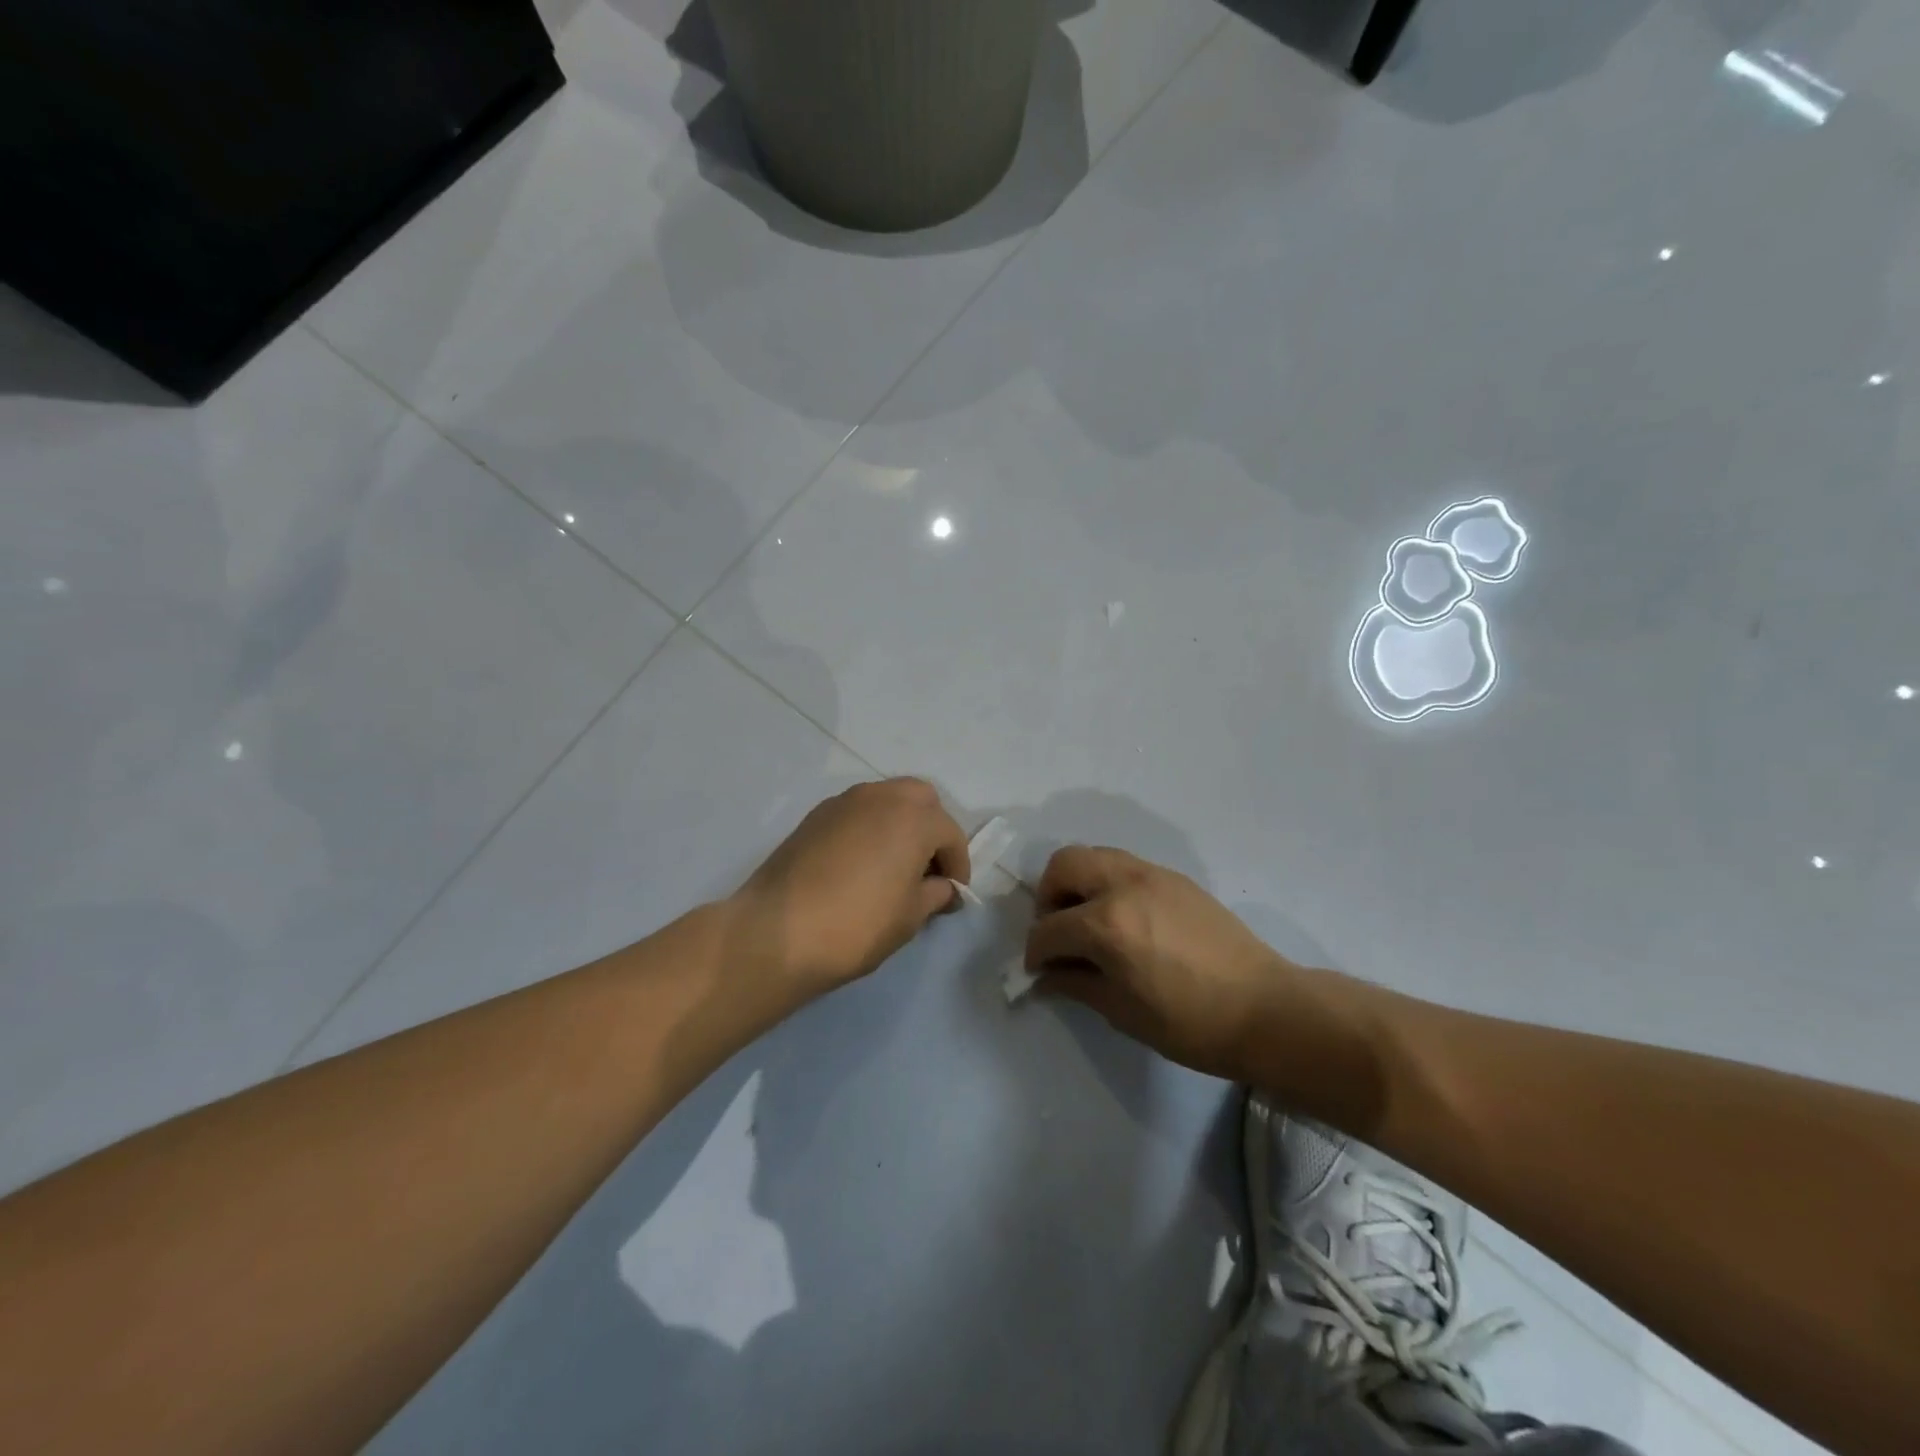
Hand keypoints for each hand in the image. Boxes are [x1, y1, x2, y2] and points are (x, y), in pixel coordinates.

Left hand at [731, 778, 969, 998]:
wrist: (777, 932)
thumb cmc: (857, 925)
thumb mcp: (910, 917)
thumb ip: (935, 894)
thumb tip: (941, 887)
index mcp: (914, 817)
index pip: (950, 834)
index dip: (957, 866)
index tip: (953, 894)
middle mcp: (882, 796)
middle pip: (921, 800)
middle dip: (931, 830)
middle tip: (927, 869)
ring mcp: (844, 801)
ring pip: (887, 800)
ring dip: (900, 824)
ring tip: (894, 865)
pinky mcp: (815, 815)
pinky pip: (857, 812)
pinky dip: (870, 828)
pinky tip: (861, 864)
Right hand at [1024, 846, 1298, 1081]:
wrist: (1265, 1009)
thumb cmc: (1190, 1023)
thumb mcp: (1123, 1012)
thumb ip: (1076, 985)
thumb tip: (1046, 976)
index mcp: (1106, 924)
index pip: (1049, 928)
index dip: (1036, 952)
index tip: (1038, 970)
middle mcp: (1123, 885)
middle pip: (1063, 865)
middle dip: (1048, 897)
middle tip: (1059, 931)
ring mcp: (1151, 874)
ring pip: (1094, 855)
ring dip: (1078, 883)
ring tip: (1088, 920)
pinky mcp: (1174, 877)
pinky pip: (1124, 865)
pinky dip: (1108, 882)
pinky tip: (1124, 918)